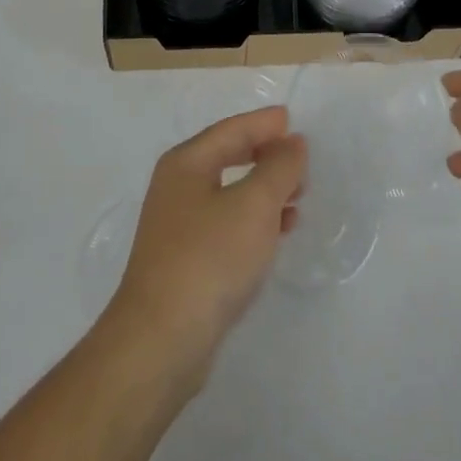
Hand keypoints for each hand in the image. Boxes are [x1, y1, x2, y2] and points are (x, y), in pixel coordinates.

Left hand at [104, 106, 305, 389]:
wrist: (161, 341)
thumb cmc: (209, 258)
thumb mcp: (254, 205)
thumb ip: (278, 168)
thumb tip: (292, 142)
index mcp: (186, 163)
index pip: (231, 129)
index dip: (263, 123)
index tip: (292, 120)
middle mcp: (177, 187)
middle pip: (227, 157)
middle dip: (264, 155)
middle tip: (299, 159)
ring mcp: (177, 226)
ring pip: (229, 193)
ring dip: (263, 190)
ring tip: (298, 197)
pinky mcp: (185, 261)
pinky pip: (226, 224)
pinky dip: (253, 220)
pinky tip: (276, 233)